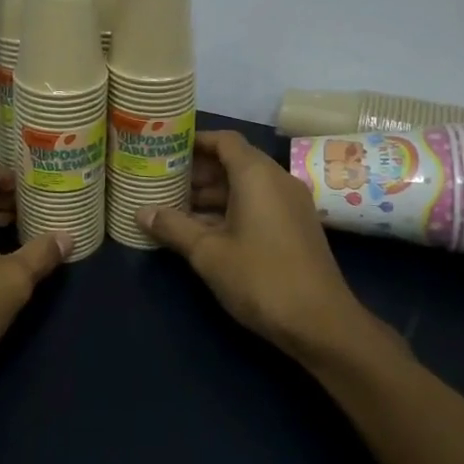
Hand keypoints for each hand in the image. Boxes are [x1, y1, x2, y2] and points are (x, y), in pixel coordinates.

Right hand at [140, 130, 393, 367]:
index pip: (224, 140)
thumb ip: (173, 227)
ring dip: (211, 193)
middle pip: (233, 161)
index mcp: (257, 175)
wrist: (321, 323)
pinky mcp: (295, 227)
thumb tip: (141, 212)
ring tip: (174, 206)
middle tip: (162, 180)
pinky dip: (230, 209)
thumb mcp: (208, 253)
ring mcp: (290, 204)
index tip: (166, 149)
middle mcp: (277, 180)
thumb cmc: (261, 278)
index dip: (194, 141)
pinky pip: (257, 204)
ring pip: (245, 186)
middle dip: (198, 170)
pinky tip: (202, 230)